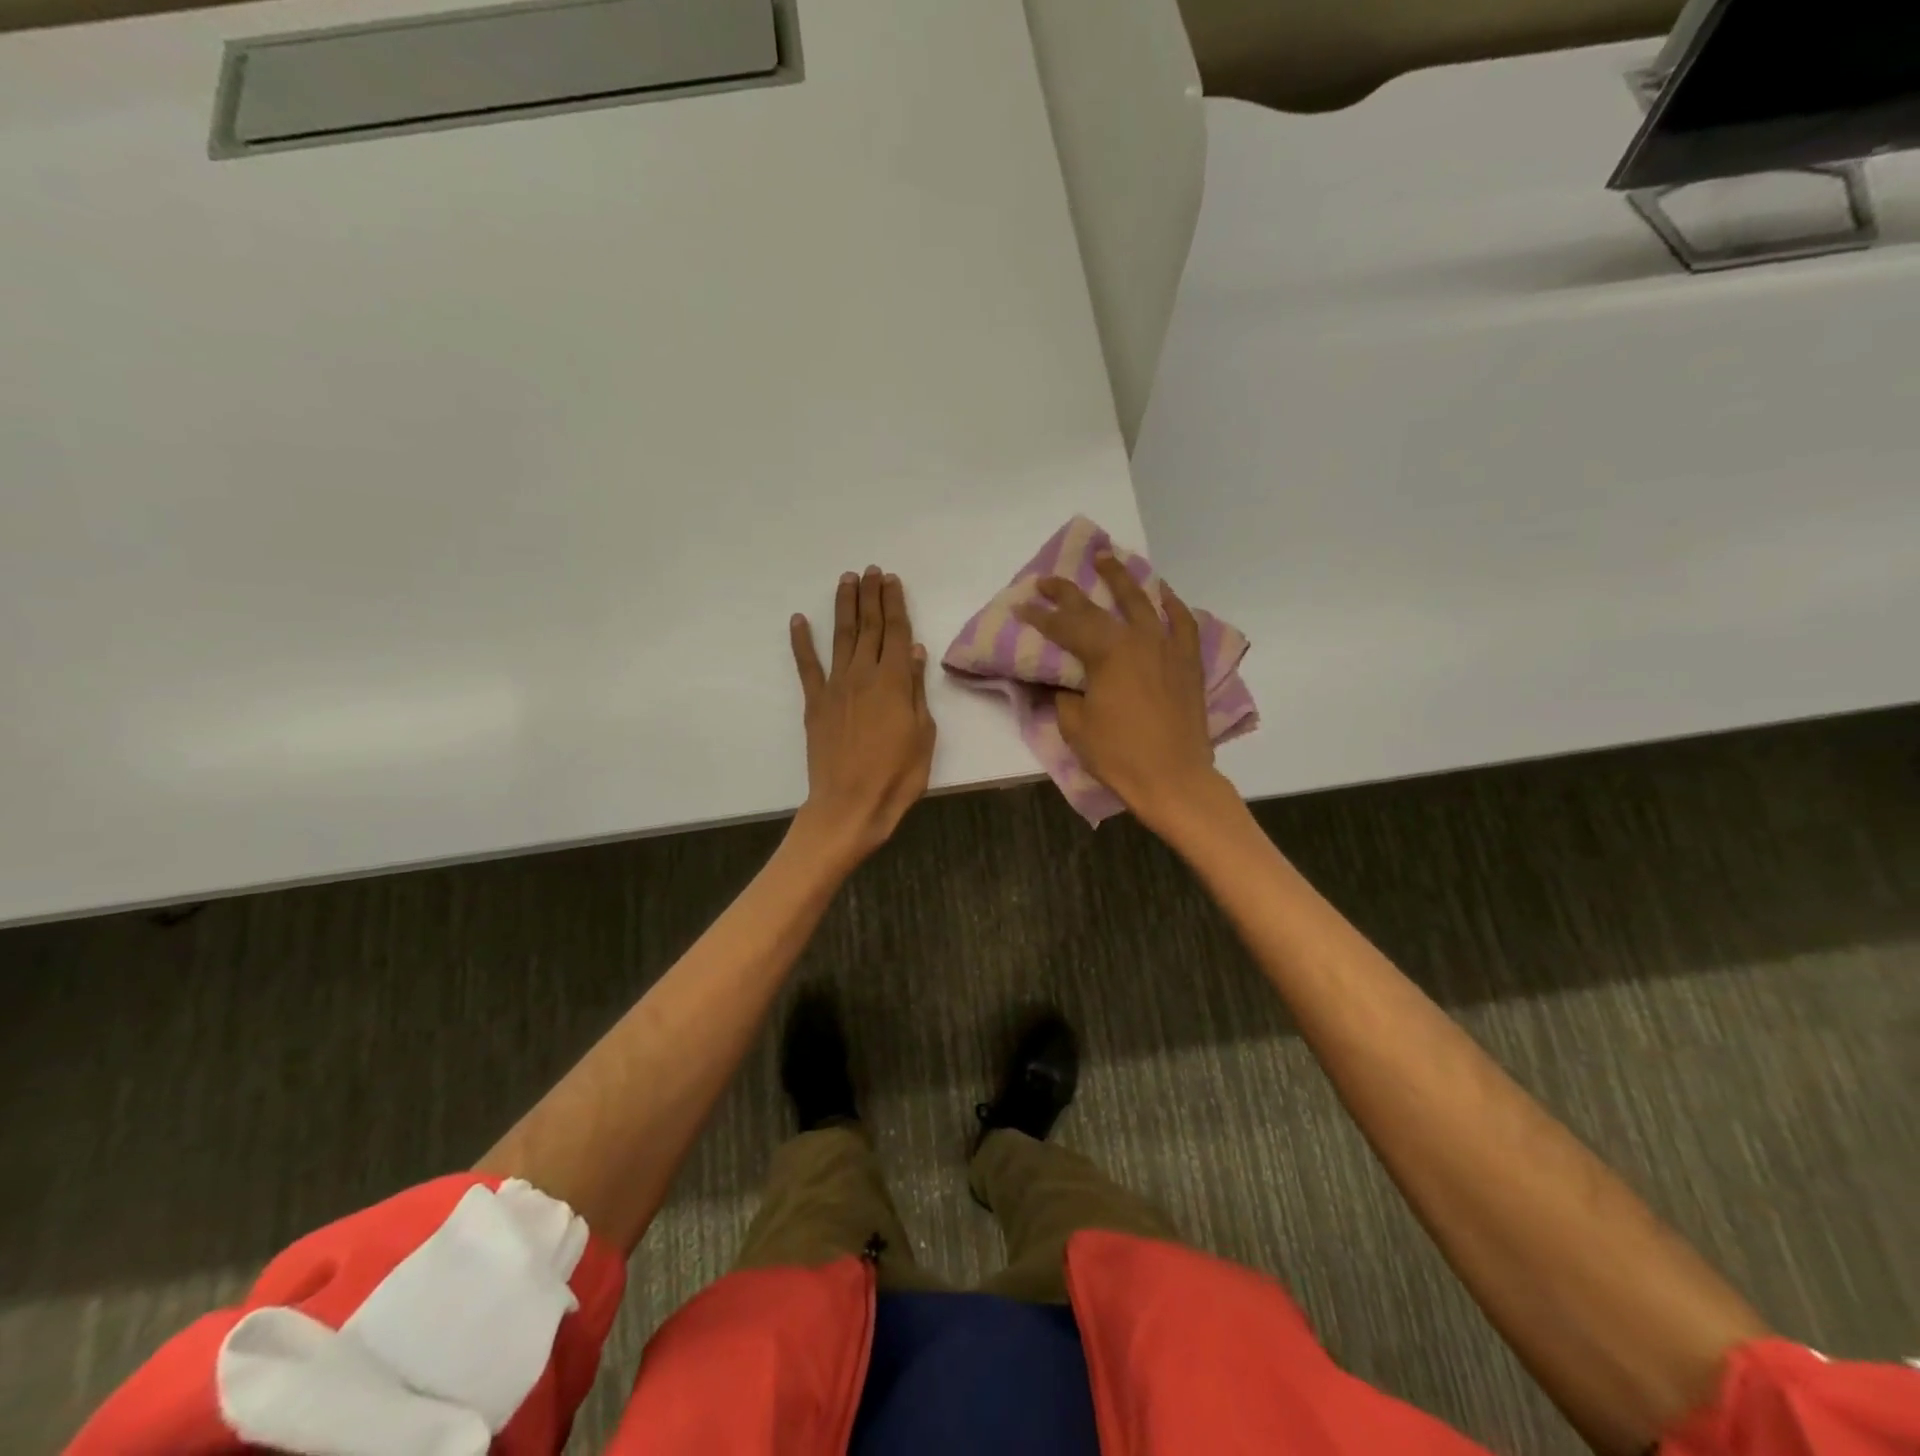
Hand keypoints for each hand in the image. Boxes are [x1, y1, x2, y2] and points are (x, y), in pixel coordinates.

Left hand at [789, 566, 935, 863]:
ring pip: (841, 638)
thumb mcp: (923, 734)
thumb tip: (914, 651)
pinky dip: (802, 642)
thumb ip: (916, 690)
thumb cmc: (897, 775)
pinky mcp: (815, 704)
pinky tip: (799, 620)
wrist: (850, 805)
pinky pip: (807, 667)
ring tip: (846, 581)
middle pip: (868, 627)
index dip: (894, 603)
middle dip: (871, 596)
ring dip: (844, 607)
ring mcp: (835, 688)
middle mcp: (863, 675)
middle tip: (870, 571)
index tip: (891, 580)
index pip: (895, 632)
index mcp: (894, 681)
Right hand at [1015, 552, 1224, 830]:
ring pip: (1143, 601)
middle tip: (1047, 580)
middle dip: (1067, 592)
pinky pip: (1182, 623)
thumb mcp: (1076, 726)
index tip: (1020, 606)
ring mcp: (1167, 647)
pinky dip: (1171, 605)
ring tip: (1106, 558)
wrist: (1174, 779)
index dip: (1039, 616)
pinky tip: (1161, 593)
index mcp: (1106, 653)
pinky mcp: (1187, 662)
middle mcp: (1137, 639)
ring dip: (1121, 578)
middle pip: (1097, 607)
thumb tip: (1061, 680)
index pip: (1065, 627)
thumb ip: (1064, 694)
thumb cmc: (1119, 755)